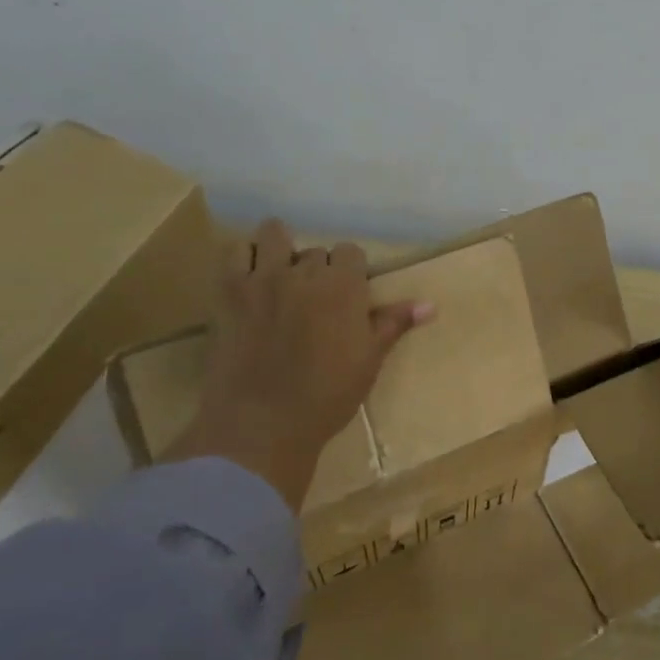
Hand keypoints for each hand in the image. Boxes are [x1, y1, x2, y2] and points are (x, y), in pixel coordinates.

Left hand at [165, 219, 433, 509]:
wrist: (262, 424)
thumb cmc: (327, 395)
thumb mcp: (369, 360)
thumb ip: (394, 323)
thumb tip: (430, 305)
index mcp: (344, 285)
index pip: (351, 252)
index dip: (350, 271)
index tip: (346, 296)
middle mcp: (305, 272)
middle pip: (315, 251)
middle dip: (316, 270)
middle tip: (312, 301)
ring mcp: (264, 278)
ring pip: (274, 235)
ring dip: (280, 248)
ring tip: (279, 274)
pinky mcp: (229, 292)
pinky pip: (234, 252)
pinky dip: (243, 257)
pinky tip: (249, 278)